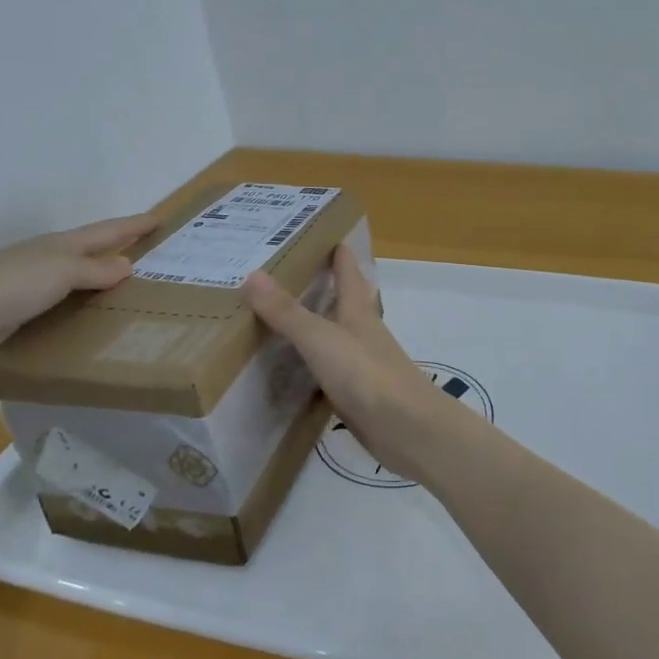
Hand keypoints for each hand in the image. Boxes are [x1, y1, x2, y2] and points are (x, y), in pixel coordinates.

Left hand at [0, 214, 157, 389]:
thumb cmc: (4, 288)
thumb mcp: (57, 269)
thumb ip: (94, 269)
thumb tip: (127, 266)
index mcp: (55, 250)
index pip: (104, 233)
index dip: (132, 226)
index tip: (160, 220)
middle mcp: (47, 274)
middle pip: (93, 266)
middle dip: (124, 266)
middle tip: (163, 275)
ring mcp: (35, 307)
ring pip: (82, 303)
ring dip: (107, 308)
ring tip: (146, 319)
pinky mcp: (26, 340)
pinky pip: (67, 337)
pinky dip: (87, 340)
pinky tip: (110, 352)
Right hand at [243, 247, 470, 480]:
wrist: (406, 428)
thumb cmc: (367, 374)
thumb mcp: (321, 339)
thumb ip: (287, 312)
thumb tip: (253, 273)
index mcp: (358, 311)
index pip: (348, 271)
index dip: (337, 251)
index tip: (320, 230)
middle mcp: (362, 332)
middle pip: (344, 301)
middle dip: (323, 284)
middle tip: (287, 273)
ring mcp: (362, 363)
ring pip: (336, 335)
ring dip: (316, 324)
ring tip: (282, 316)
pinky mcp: (357, 394)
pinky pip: (329, 370)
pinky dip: (312, 364)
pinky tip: (293, 369)